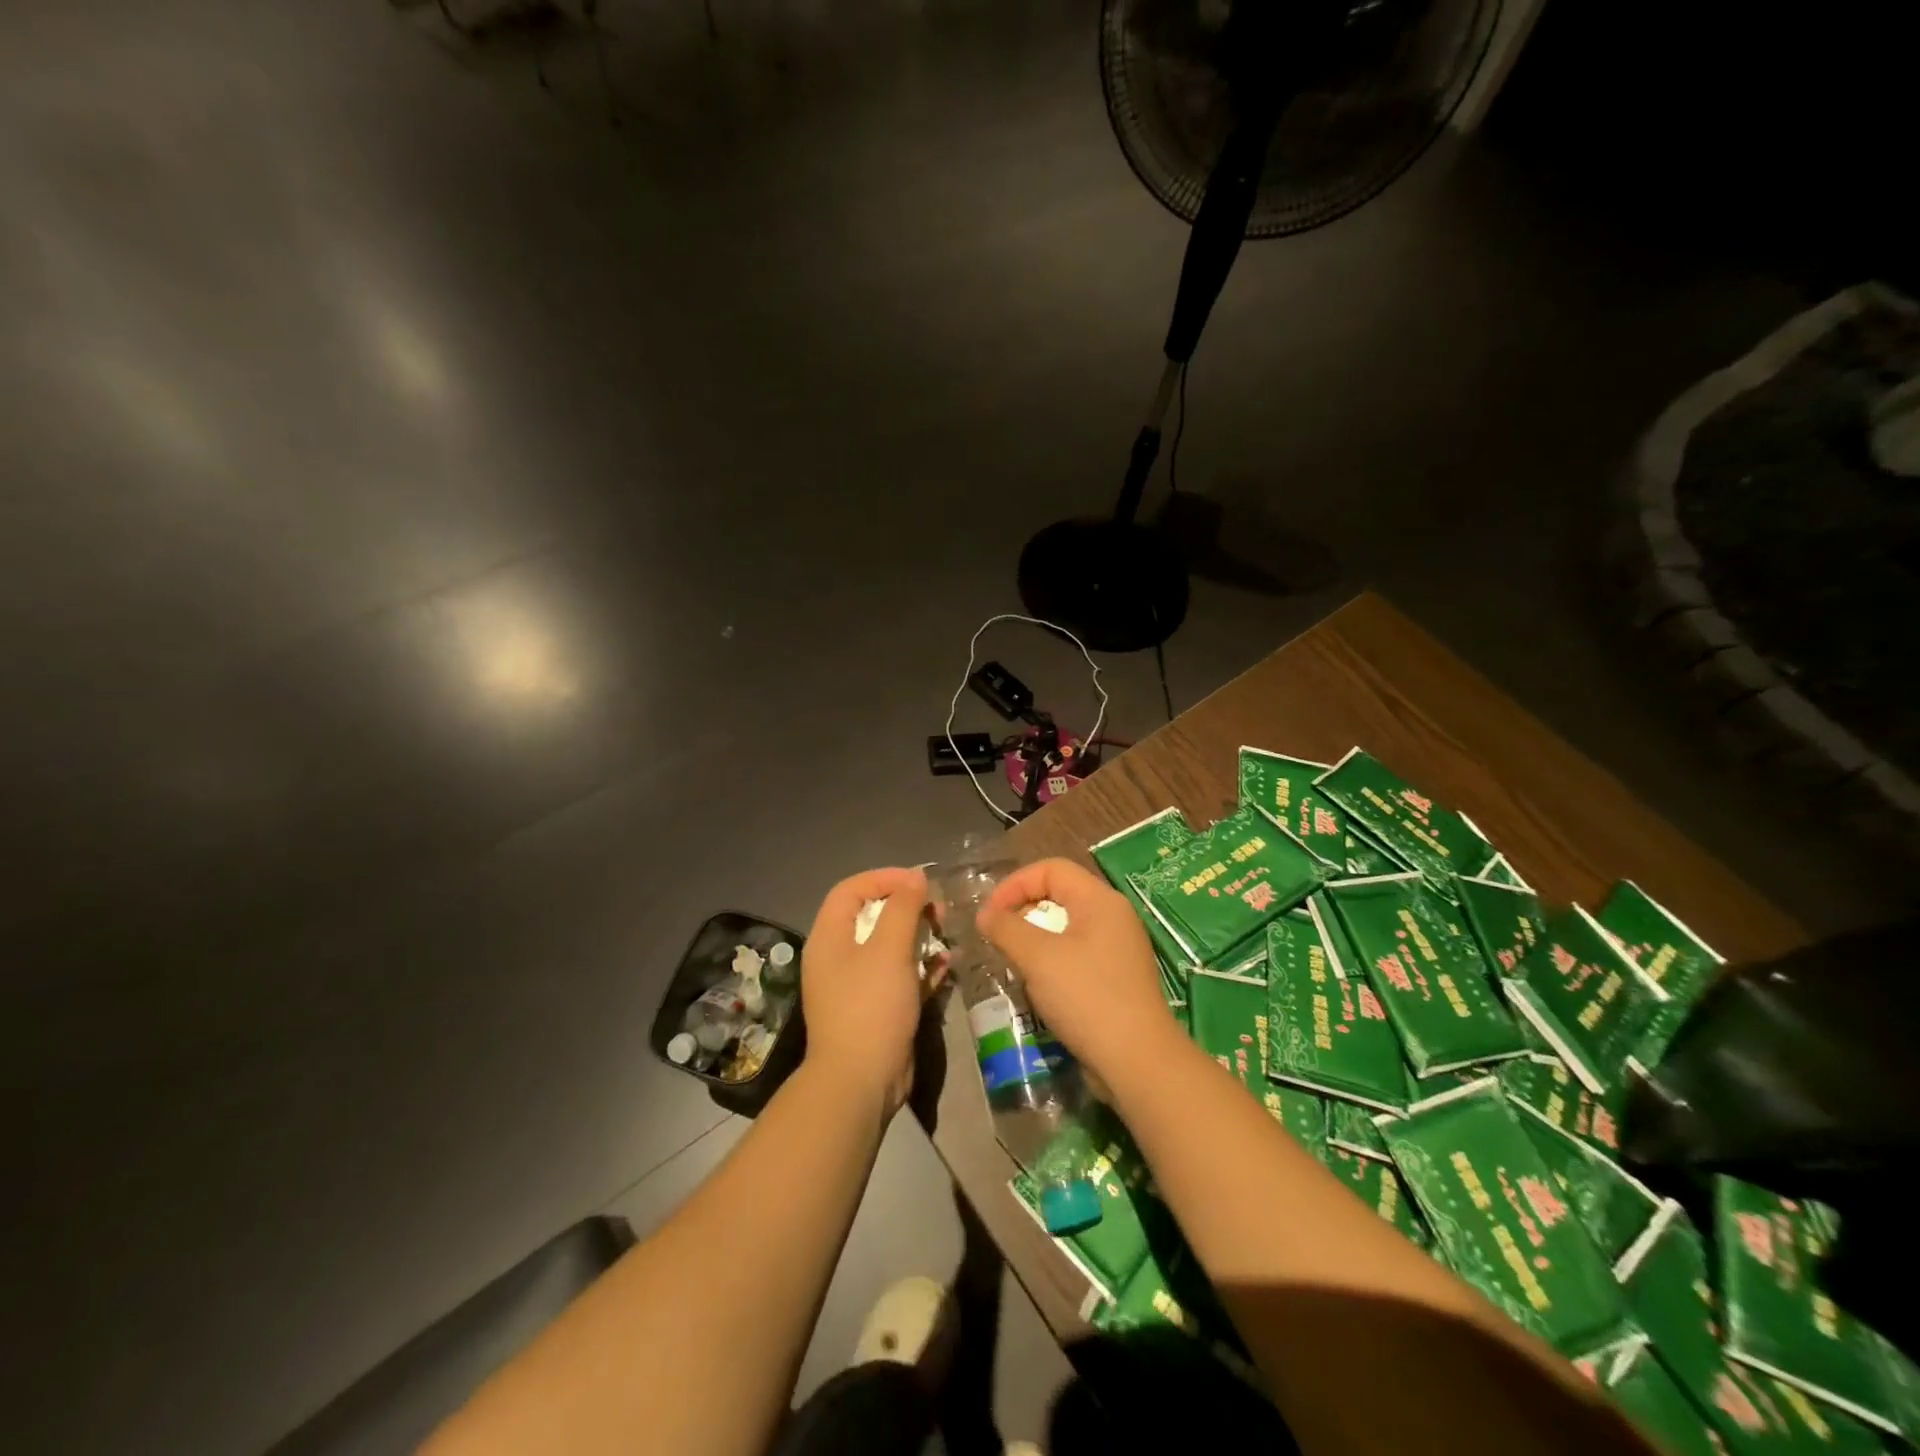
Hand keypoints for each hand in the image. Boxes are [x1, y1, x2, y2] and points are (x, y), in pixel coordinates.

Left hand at [802, 867, 936, 1115]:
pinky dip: (921, 967)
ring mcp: (857, 985)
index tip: (918, 881)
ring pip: (889, 947)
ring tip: (946, 933)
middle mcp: (838, 957)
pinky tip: (945, 965)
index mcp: (829, 938)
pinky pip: (899, 976)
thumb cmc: (871, 1006)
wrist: (861, 1081)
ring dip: (918, 936)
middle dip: (907, 907)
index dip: (884, 878)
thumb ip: (903, 908)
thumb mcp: (889, 949)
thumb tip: (915, 876)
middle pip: (872, 916)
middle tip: (937, 909)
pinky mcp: (877, 1009)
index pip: (851, 890)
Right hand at [977, 858, 1179, 1091]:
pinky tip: (1040, 986)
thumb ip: (1007, 928)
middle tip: (999, 937)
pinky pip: (1079, 953)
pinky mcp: (1118, 977)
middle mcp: (1114, 916)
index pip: (1051, 869)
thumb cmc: (1087, 997)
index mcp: (1100, 900)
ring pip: (1068, 926)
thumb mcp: (1038, 958)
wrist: (1138, 1061)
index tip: (990, 914)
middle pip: (1060, 894)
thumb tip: (985, 914)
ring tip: (1015, 962)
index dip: (1015, 884)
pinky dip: (1054, 960)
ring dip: (1036, 938)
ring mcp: (1120, 948)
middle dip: (1023, 910)